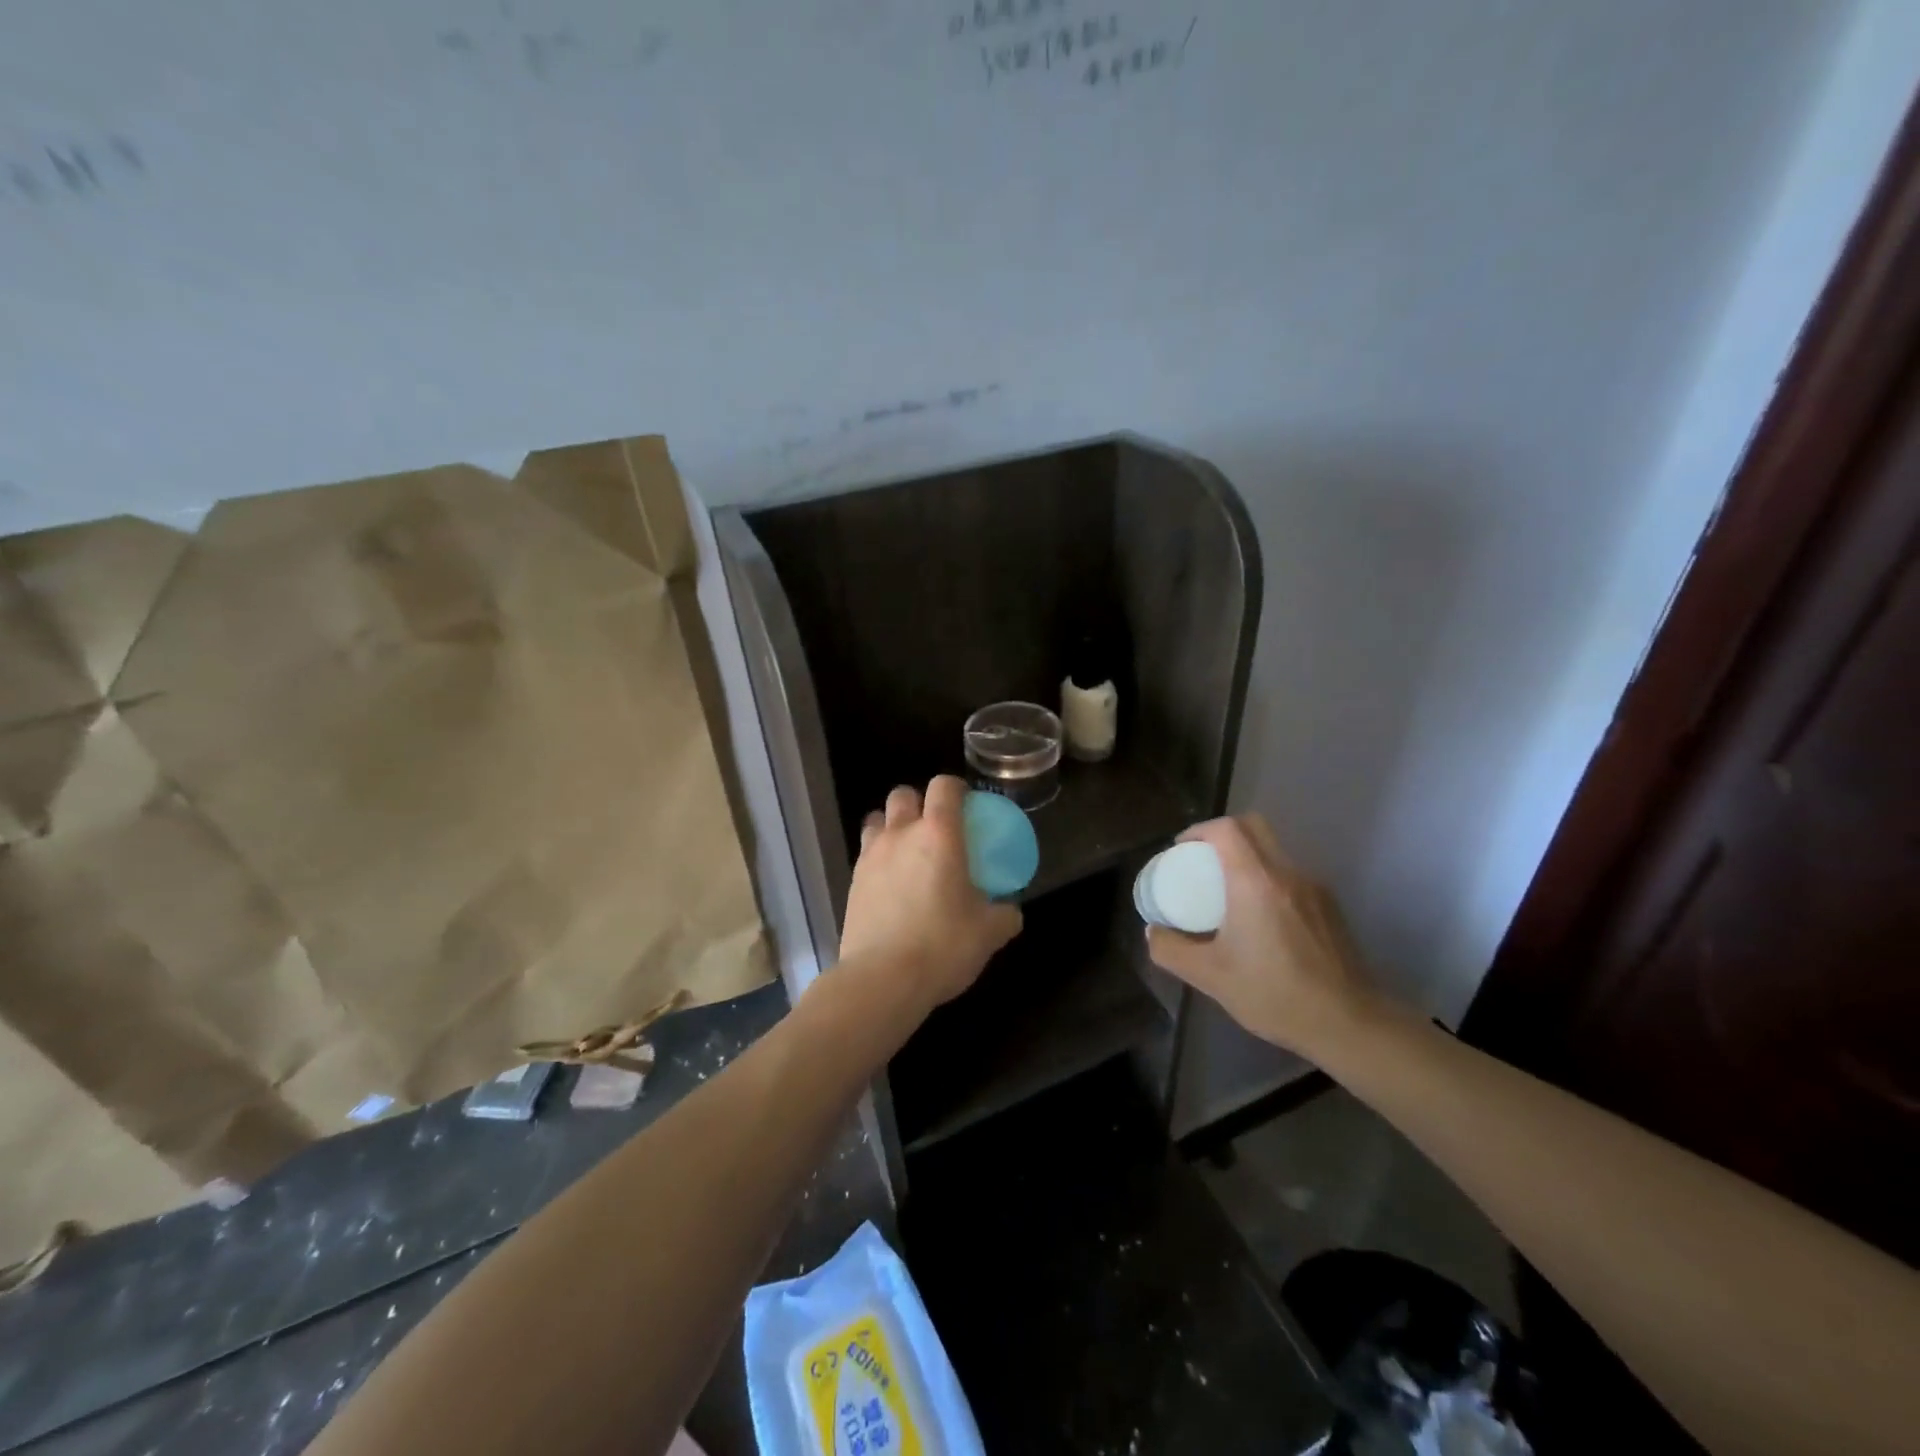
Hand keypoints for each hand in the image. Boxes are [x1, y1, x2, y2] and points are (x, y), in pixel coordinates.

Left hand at [839, 776, 1022, 1011]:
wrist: (882, 979)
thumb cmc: (943, 946)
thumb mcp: (989, 933)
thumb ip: (1004, 914)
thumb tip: (1011, 910)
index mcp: (939, 834)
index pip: (943, 787)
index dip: (955, 788)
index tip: (966, 803)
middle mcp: (901, 834)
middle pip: (903, 795)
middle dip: (918, 802)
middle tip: (935, 828)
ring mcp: (871, 856)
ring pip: (877, 819)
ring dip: (892, 826)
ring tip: (907, 852)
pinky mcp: (853, 881)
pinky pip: (866, 854)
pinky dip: (879, 857)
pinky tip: (891, 884)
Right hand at [1145, 815, 1375, 1058]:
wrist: (1348, 1023)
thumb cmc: (1274, 994)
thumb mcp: (1209, 976)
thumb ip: (1171, 950)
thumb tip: (1153, 931)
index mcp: (1255, 881)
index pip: (1226, 829)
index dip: (1199, 830)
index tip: (1181, 850)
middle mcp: (1287, 873)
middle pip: (1254, 827)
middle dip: (1222, 834)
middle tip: (1202, 860)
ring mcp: (1314, 888)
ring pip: (1274, 851)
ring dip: (1247, 857)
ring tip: (1228, 892)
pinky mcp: (1329, 907)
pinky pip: (1290, 876)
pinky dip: (1268, 880)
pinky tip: (1261, 919)